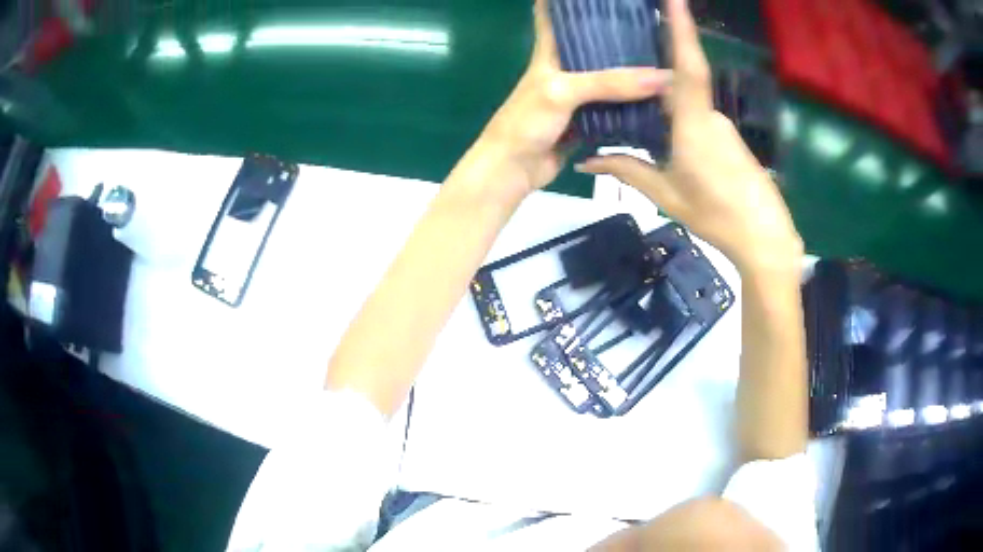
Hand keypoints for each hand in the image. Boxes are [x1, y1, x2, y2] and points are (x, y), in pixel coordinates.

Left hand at [476, 0, 670, 199]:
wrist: (514, 169)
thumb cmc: (527, 122)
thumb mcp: (563, 92)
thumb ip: (609, 83)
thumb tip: (662, 77)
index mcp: (550, 51)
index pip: (553, 14)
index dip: (569, 1)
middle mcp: (565, 67)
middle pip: (591, 42)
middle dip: (615, 32)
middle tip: (650, 24)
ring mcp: (577, 94)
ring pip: (607, 74)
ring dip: (629, 68)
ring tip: (662, 55)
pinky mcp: (588, 118)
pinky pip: (614, 105)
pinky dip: (632, 101)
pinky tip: (657, 96)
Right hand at [576, 0, 800, 272]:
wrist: (764, 238)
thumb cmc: (716, 216)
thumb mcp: (666, 195)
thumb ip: (628, 171)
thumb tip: (587, 160)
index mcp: (694, 124)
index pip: (686, 66)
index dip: (681, 29)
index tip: (675, 0)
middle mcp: (711, 115)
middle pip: (680, 84)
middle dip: (658, 74)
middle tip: (634, 68)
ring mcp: (724, 127)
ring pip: (689, 106)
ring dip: (668, 110)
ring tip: (648, 123)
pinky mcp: (732, 139)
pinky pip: (700, 119)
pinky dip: (682, 124)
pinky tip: (673, 145)